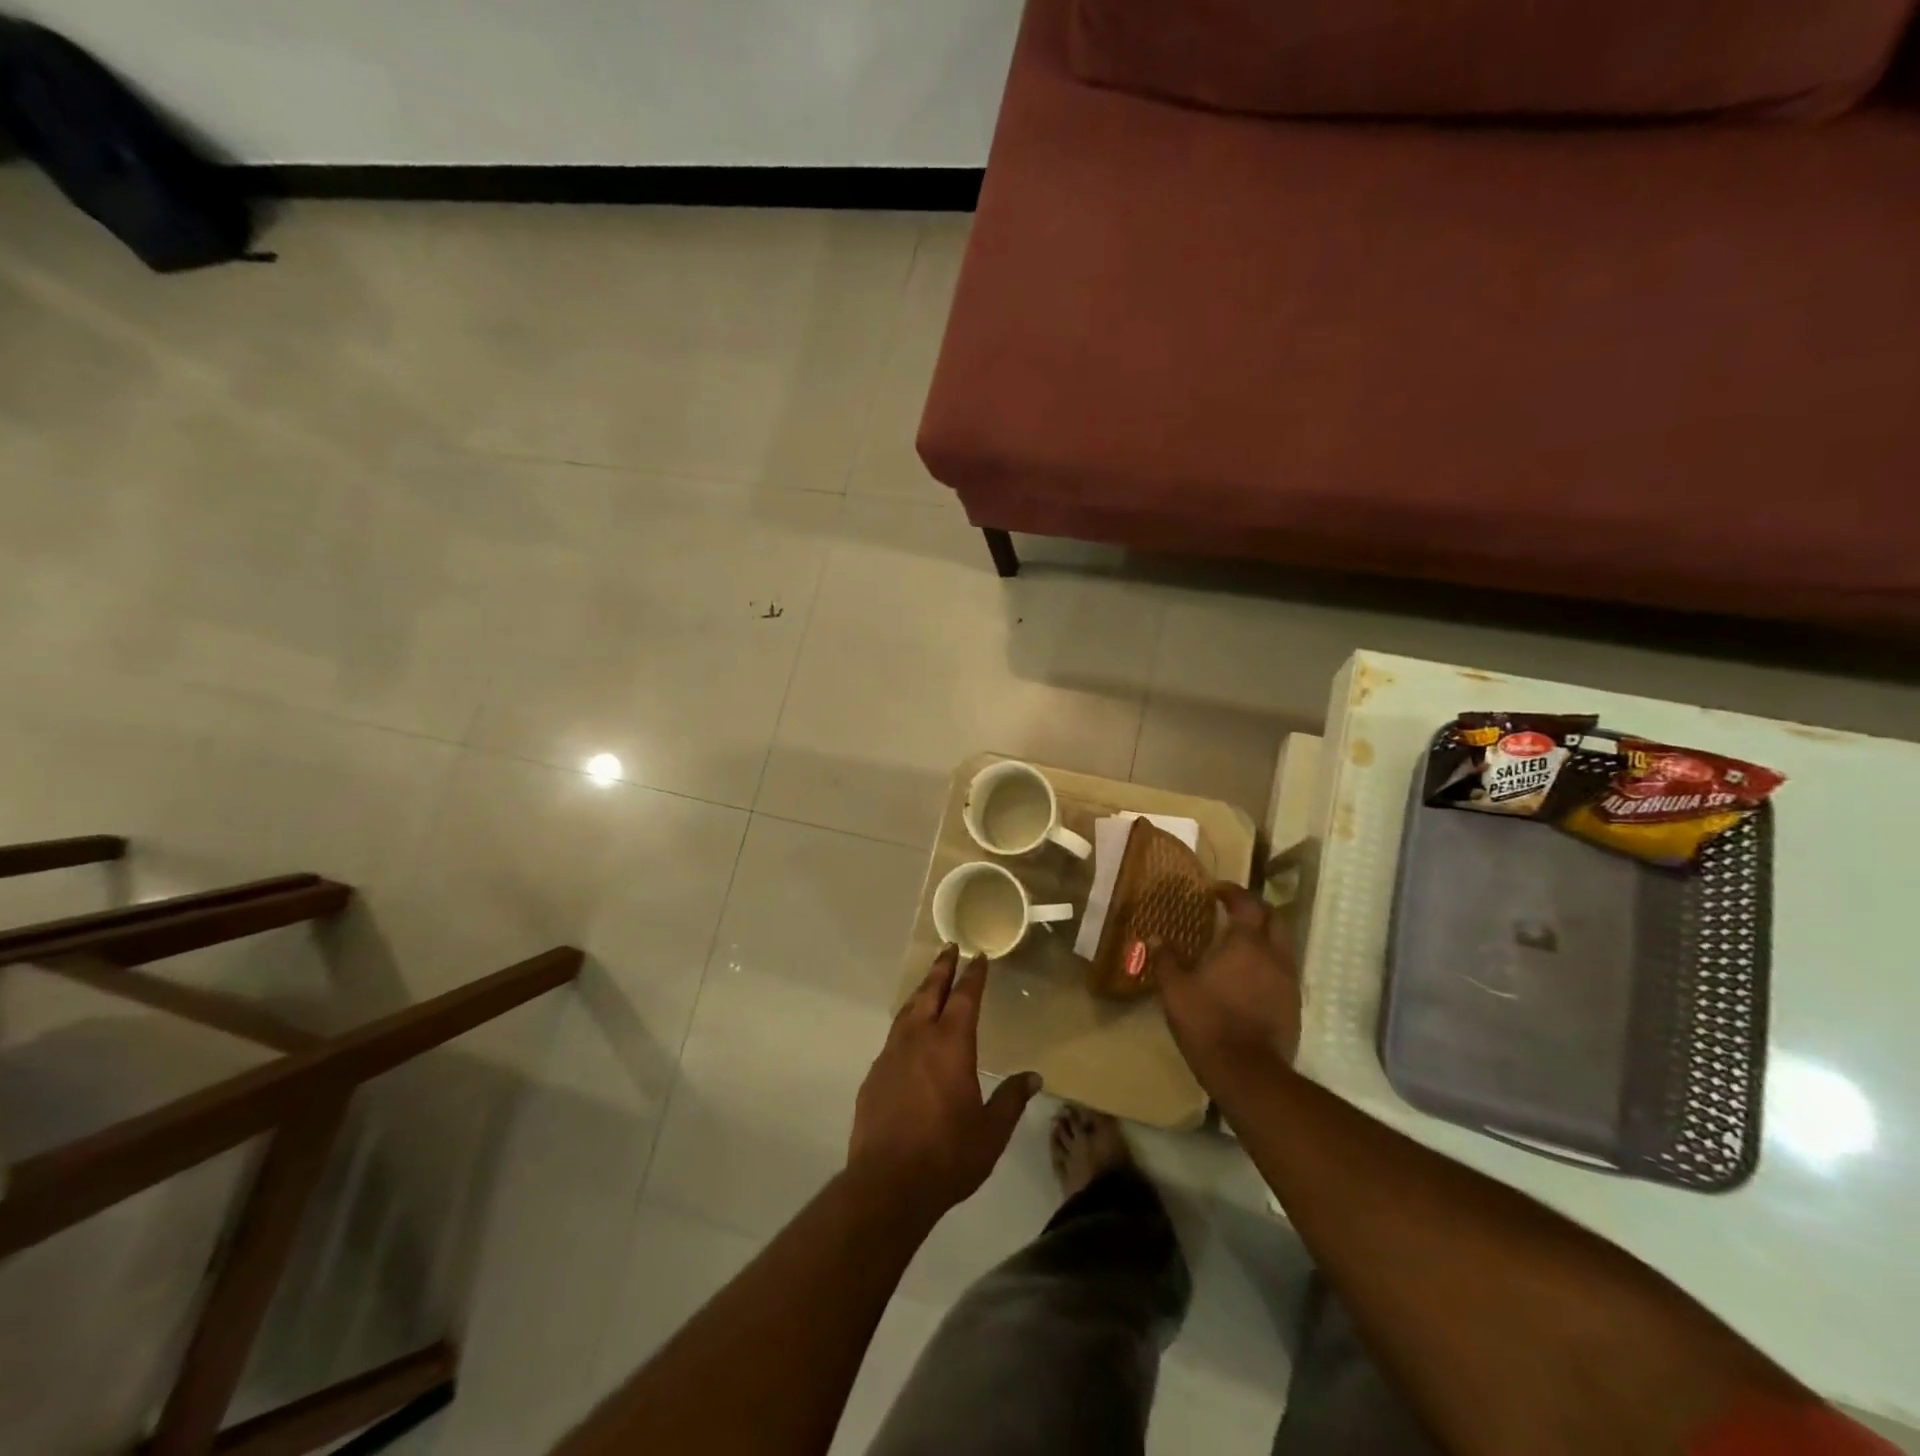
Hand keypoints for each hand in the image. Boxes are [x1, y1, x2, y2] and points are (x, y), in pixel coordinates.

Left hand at [847, 946, 1041, 1224]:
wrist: (887, 1183)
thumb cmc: (948, 1155)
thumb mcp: (992, 1132)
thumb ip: (1011, 1100)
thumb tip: (1033, 1077)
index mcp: (951, 1045)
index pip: (965, 998)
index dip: (973, 975)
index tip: (978, 956)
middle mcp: (919, 1039)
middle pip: (930, 992)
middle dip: (941, 968)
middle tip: (949, 948)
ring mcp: (892, 1055)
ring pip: (907, 1011)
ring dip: (921, 992)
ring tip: (929, 983)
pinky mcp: (874, 1076)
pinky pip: (893, 1037)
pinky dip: (905, 1024)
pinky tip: (908, 1036)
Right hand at [1157, 883, 1301, 1082]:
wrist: (1248, 1074)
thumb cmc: (1208, 1022)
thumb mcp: (1175, 990)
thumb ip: (1166, 960)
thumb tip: (1154, 938)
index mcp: (1246, 944)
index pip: (1247, 903)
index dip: (1232, 892)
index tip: (1216, 890)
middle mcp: (1274, 955)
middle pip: (1274, 918)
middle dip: (1255, 908)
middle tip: (1233, 909)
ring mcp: (1288, 980)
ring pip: (1283, 943)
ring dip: (1265, 935)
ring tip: (1241, 941)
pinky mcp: (1294, 1004)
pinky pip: (1284, 969)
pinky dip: (1269, 961)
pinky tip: (1250, 974)